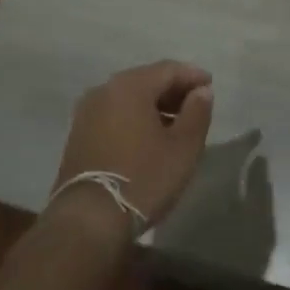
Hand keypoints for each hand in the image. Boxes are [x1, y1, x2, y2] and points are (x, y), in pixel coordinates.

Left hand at [50, 61, 213, 235]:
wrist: (88, 220)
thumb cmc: (143, 178)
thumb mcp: (183, 147)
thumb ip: (197, 112)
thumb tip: (202, 91)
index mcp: (130, 86)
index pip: (168, 69)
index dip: (193, 76)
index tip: (210, 86)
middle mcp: (105, 90)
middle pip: (146, 80)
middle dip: (172, 91)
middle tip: (195, 106)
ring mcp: (87, 112)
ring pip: (128, 98)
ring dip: (153, 106)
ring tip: (175, 125)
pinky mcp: (78, 135)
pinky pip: (114, 115)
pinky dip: (134, 119)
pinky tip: (148, 138)